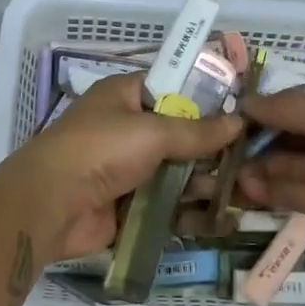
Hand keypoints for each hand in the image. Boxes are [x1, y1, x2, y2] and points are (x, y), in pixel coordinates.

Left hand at [0, 72, 243, 261]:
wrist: (51, 205)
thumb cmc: (100, 150)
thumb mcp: (153, 131)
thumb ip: (198, 130)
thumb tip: (240, 122)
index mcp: (124, 95)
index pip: (173, 88)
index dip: (206, 98)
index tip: (244, 110)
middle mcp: (126, 128)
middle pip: (179, 134)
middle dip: (213, 148)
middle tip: (253, 158)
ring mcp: (127, 168)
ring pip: (176, 171)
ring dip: (205, 181)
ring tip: (245, 191)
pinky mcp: (129, 204)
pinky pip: (166, 203)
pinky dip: (189, 210)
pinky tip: (222, 217)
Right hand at [237, 78, 304, 267]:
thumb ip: (286, 110)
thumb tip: (244, 105)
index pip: (287, 102)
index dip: (256, 111)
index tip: (221, 121)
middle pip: (282, 134)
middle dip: (250, 142)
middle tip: (213, 154)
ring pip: (284, 165)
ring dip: (255, 168)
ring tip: (221, 175)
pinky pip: (294, 193)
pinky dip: (269, 190)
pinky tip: (245, 190)